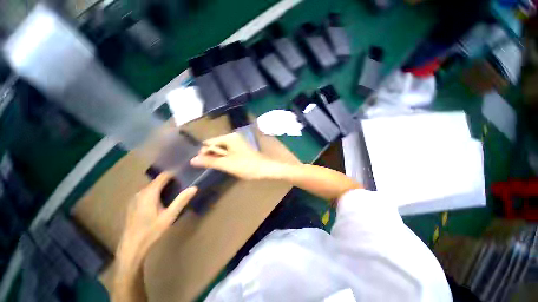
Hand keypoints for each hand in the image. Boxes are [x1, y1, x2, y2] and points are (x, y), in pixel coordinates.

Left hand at [116, 173, 196, 267]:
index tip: (185, 174)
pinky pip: (147, 193)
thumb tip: (194, 187)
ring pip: (152, 187)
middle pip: (157, 181)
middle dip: (170, 180)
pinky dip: (156, 192)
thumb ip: (181, 200)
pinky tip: (162, 201)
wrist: (131, 247)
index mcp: (149, 193)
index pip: (163, 176)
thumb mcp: (170, 216)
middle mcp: (141, 192)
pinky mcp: (133, 204)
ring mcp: (135, 198)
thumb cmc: (151, 231)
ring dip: (163, 187)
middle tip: (183, 184)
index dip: (174, 173)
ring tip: (175, 191)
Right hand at [190, 133, 276, 179]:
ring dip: (220, 157)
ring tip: (223, 166)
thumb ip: (210, 161)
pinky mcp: (242, 148)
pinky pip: (229, 150)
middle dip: (213, 154)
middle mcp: (233, 137)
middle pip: (216, 144)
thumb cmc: (246, 166)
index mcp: (229, 138)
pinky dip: (226, 157)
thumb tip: (192, 160)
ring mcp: (239, 142)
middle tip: (216, 166)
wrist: (265, 169)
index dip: (204, 152)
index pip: (209, 142)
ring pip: (222, 148)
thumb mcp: (226, 164)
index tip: (204, 163)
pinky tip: (229, 164)